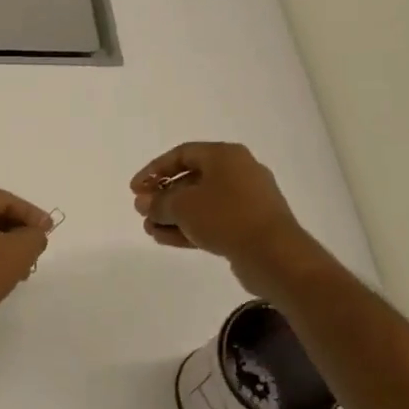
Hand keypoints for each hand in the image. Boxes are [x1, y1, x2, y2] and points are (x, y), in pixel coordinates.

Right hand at [130, 142, 321, 296]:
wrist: (274, 254)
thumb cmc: (226, 217)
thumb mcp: (183, 206)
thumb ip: (159, 202)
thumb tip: (145, 203)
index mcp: (225, 156)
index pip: (181, 154)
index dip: (154, 170)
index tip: (135, 189)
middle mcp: (238, 172)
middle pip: (191, 179)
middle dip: (163, 196)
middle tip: (142, 211)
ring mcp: (246, 200)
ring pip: (201, 203)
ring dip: (173, 215)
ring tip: (149, 229)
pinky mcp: (248, 225)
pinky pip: (212, 221)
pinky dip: (189, 227)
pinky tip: (165, 239)